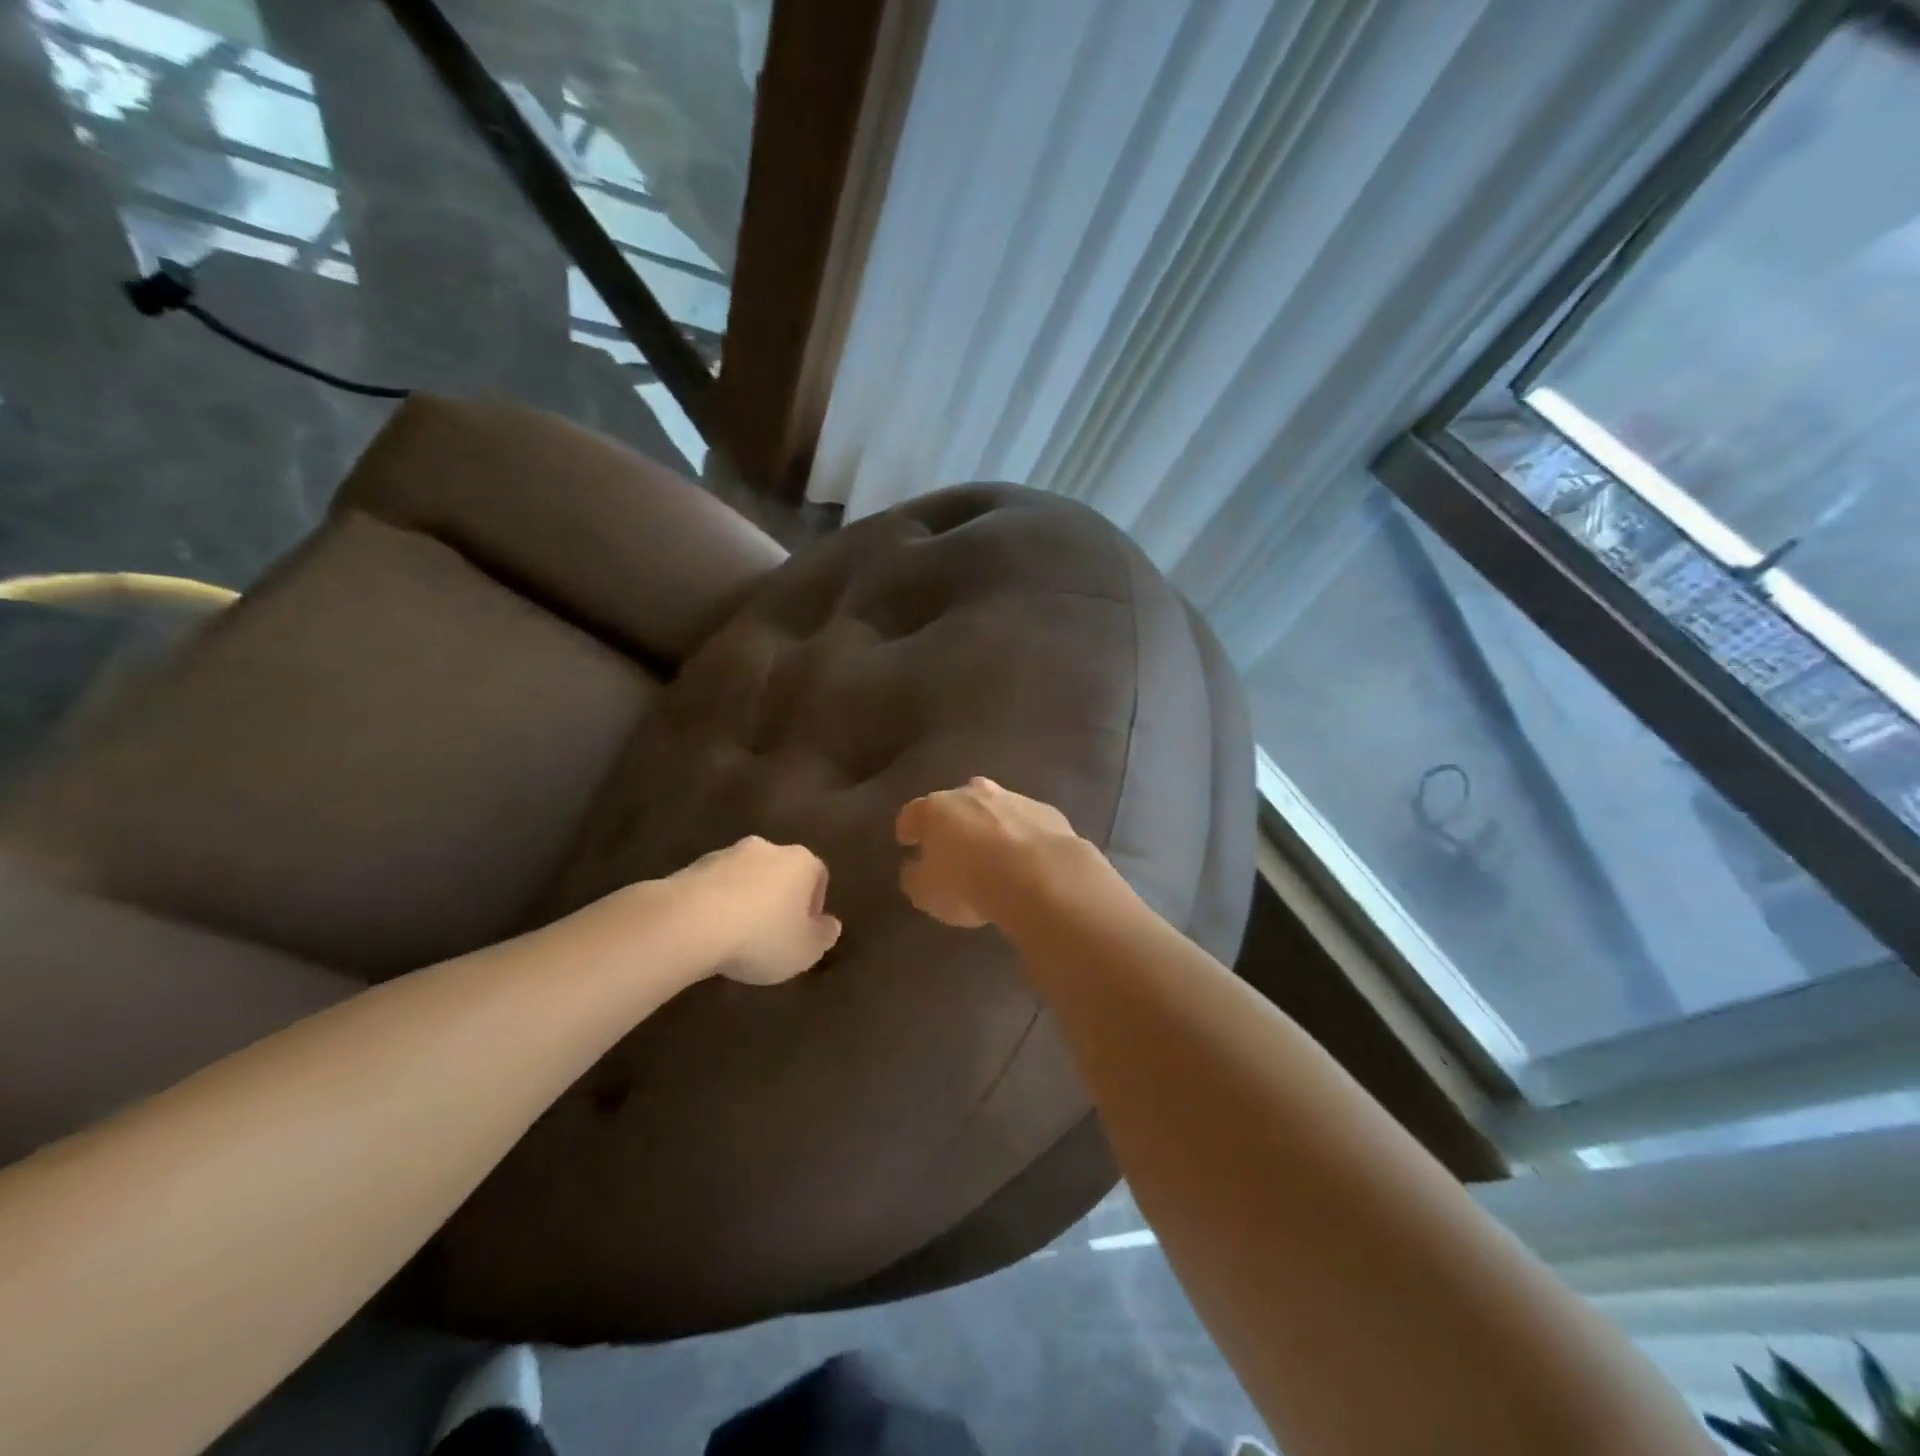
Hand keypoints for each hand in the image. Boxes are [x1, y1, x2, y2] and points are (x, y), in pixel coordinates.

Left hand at [669, 836, 842, 984]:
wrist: (689, 922)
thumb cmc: (761, 936)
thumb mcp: (806, 950)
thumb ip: (824, 936)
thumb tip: (830, 925)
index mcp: (801, 862)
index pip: (819, 876)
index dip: (814, 905)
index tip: (802, 932)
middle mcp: (767, 848)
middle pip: (780, 872)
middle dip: (778, 898)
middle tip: (771, 933)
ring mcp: (727, 854)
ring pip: (745, 876)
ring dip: (745, 899)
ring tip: (735, 935)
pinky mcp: (692, 867)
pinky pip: (714, 887)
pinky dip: (716, 903)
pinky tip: (709, 932)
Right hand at [896, 777, 1098, 929]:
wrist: (1041, 877)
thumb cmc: (969, 884)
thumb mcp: (926, 894)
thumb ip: (915, 878)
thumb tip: (915, 869)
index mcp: (936, 809)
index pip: (912, 813)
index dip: (908, 828)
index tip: (907, 841)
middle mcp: (973, 794)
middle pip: (955, 803)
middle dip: (952, 821)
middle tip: (951, 846)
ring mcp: (1013, 798)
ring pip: (994, 808)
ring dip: (989, 825)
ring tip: (992, 853)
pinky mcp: (1046, 812)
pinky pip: (1025, 823)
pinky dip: (1021, 835)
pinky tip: (1025, 858)